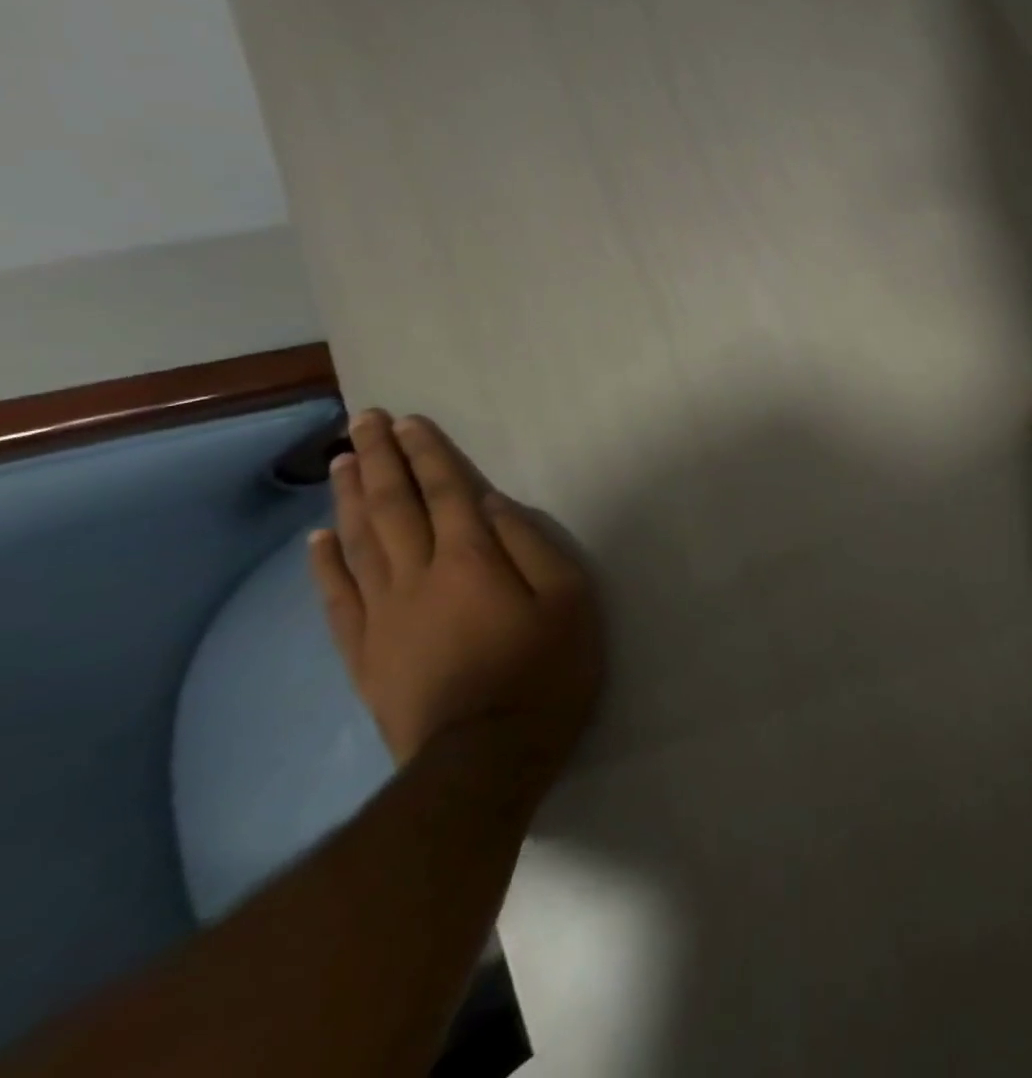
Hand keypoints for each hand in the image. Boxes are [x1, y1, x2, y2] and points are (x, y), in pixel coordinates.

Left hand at [308, 410, 603, 792]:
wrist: (484, 757)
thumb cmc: (545, 671)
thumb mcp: (569, 600)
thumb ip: (532, 547)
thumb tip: (495, 505)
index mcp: (472, 560)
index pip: (447, 493)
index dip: (428, 455)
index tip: (409, 421)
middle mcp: (419, 576)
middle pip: (393, 507)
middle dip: (380, 459)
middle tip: (364, 420)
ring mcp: (383, 614)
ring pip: (358, 542)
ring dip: (348, 497)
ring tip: (342, 461)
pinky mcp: (365, 651)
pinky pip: (337, 597)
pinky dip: (324, 564)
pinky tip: (316, 540)